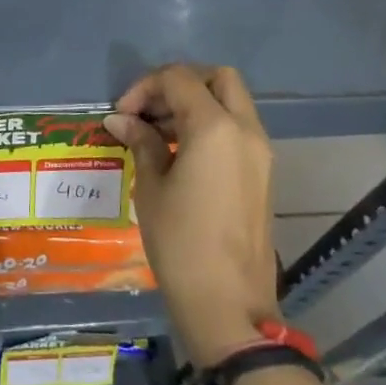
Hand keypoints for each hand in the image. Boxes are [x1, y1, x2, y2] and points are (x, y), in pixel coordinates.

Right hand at [105, 65, 279, 367]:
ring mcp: (260, 152)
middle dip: (180, 83)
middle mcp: (245, 130)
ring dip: (196, 103)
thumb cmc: (181, 243)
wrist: (229, 306)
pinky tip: (180, 152)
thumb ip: (142, 142)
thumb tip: (121, 120)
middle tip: (149, 109)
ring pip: (231, 102)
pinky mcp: (263, 174)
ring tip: (158, 132)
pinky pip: (238, 129)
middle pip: (217, 78)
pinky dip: (211, 125)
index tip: (122, 114)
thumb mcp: (151, 188)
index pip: (178, 79)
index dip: (144, 87)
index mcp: (215, 127)